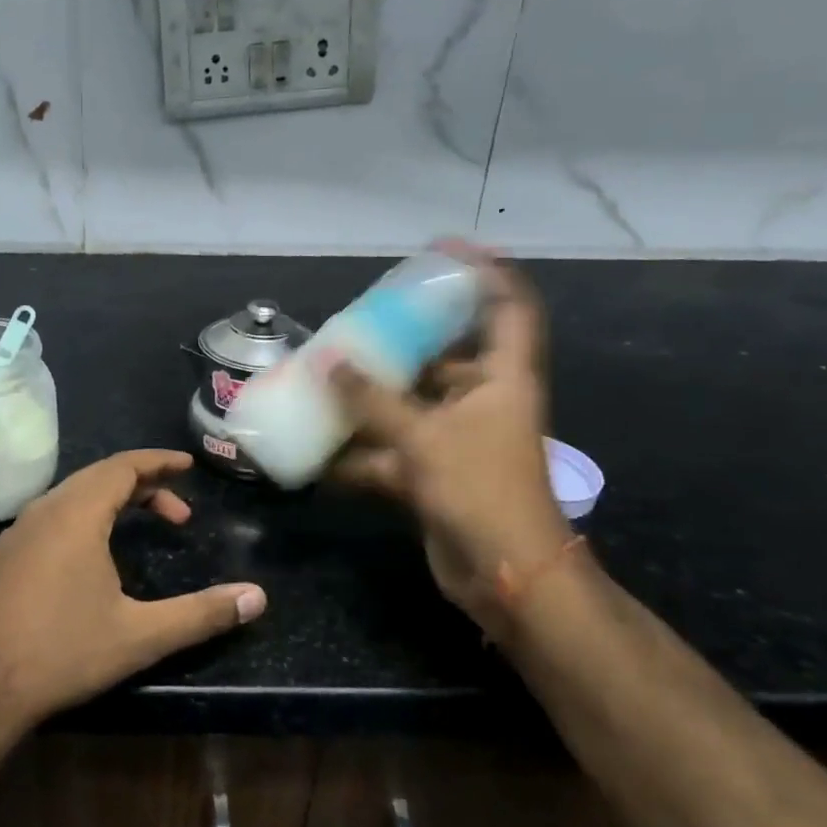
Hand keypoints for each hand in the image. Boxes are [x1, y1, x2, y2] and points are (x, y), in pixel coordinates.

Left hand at [0, 450, 265, 733]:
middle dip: (142, 485)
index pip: (123, 467)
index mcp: (76, 515)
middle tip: (176, 510)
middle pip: (97, 478)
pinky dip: (79, 520)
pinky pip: (46, 520)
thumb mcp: (140, 636)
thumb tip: (258, 598)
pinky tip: (87, 558)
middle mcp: (42, 511)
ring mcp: (13, 534)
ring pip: (69, 498)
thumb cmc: (62, 653)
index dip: (158, 462)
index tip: (187, 465)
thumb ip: (201, 614)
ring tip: (137, 528)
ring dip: (108, 503)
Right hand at [327, 248, 572, 630]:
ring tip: (325, 378)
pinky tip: (318, 452)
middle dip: (402, 342)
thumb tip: (325, 361)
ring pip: (410, 406)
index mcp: (502, 378)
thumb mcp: (423, 436)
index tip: (445, 249)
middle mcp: (483, 401)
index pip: (508, 307)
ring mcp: (458, 439)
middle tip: (359, 323)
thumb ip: (371, 398)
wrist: (505, 576)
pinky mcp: (435, 473)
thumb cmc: (479, 489)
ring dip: (370, 400)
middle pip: (446, 356)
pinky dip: (359, 453)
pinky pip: (392, 450)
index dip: (485, 272)